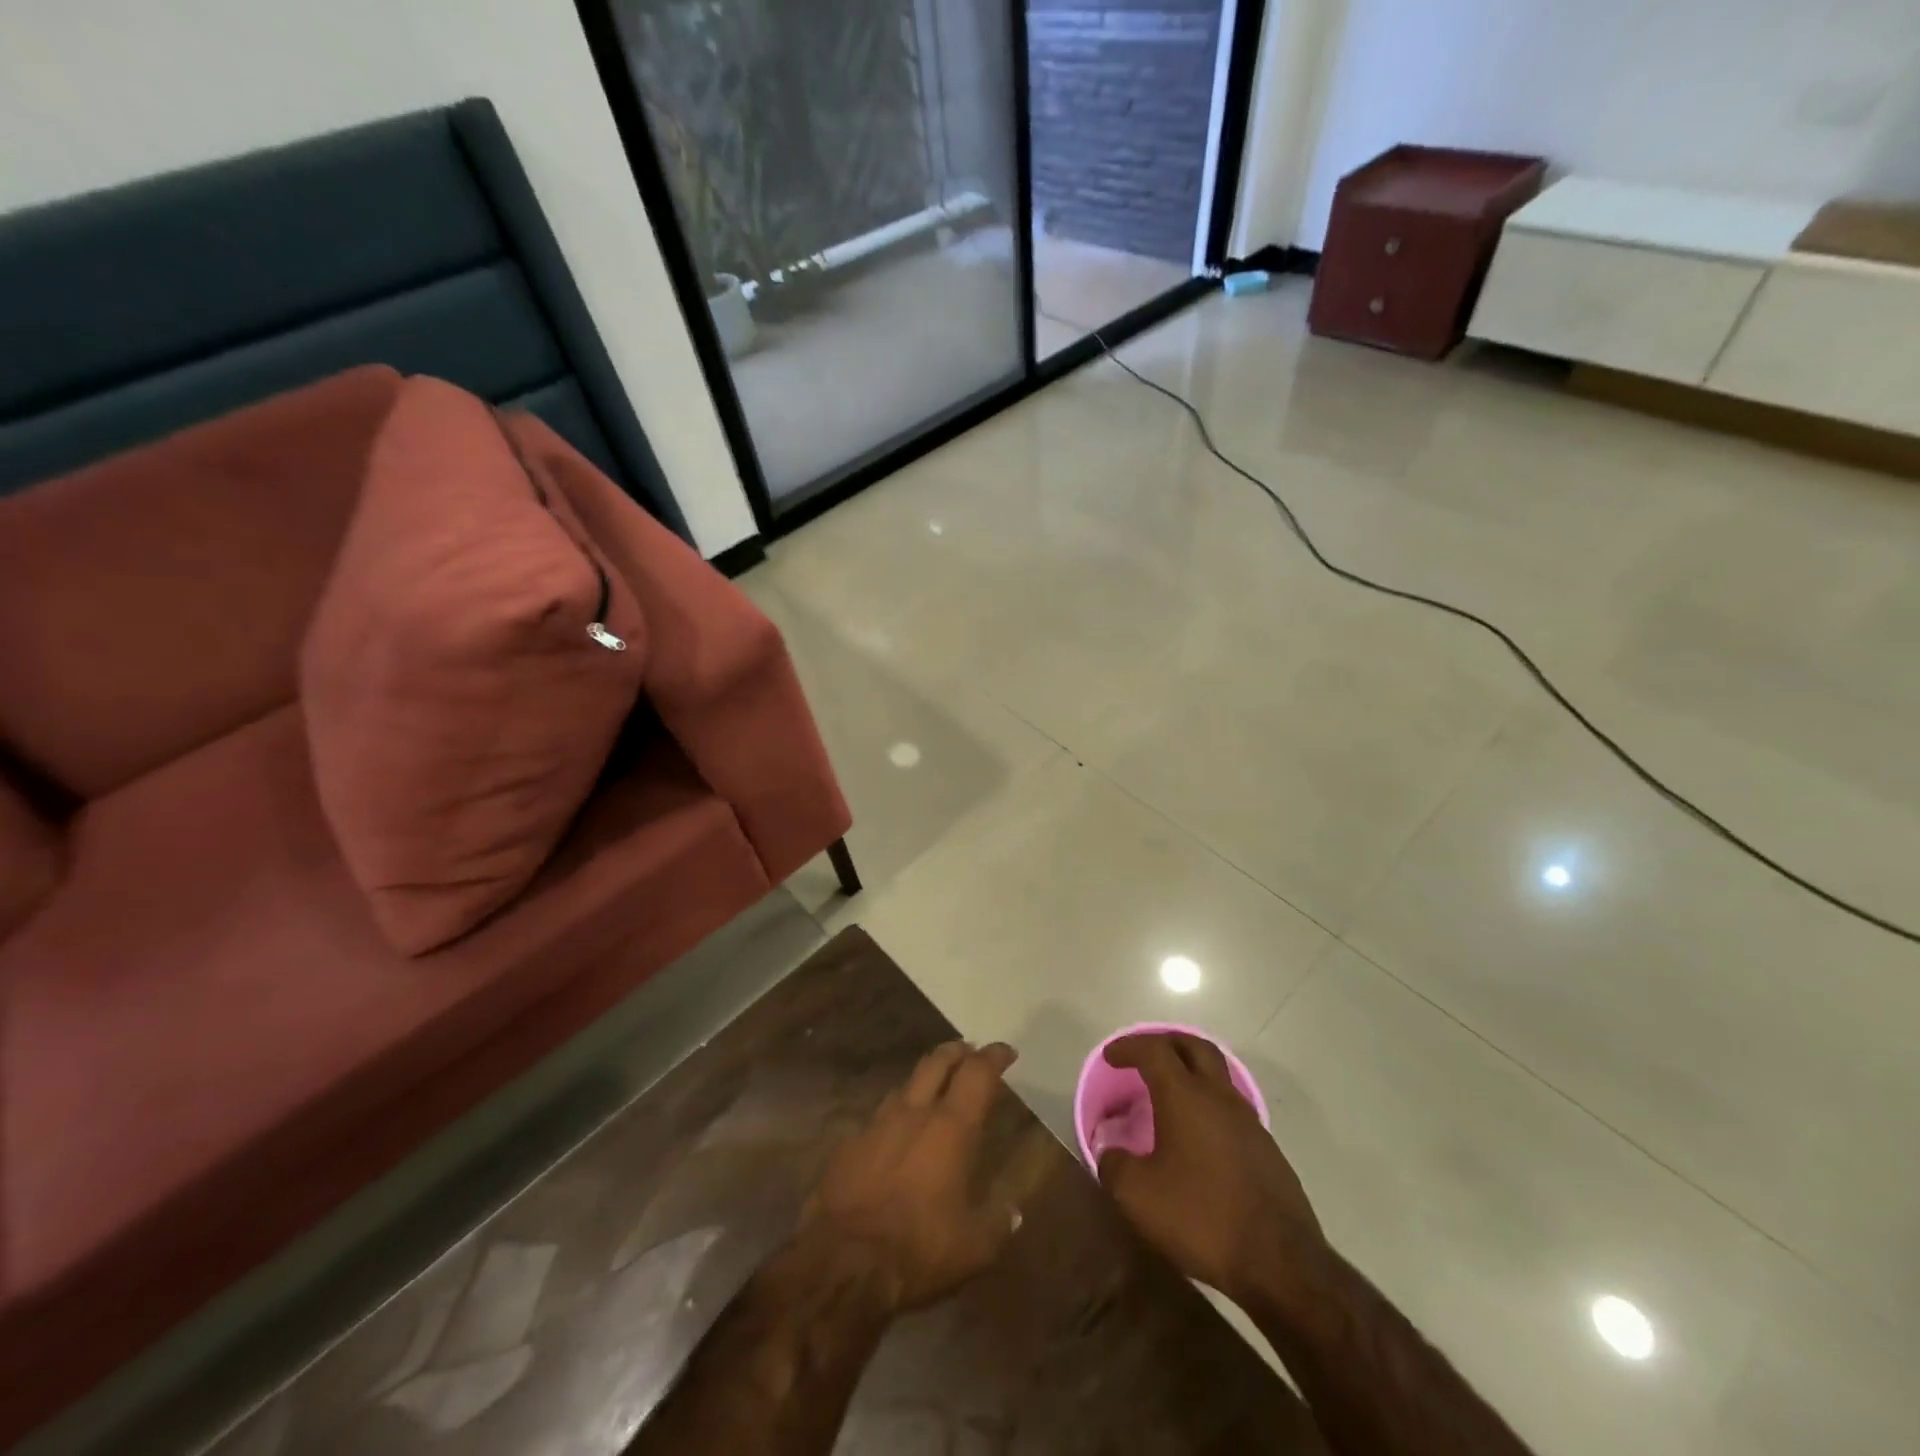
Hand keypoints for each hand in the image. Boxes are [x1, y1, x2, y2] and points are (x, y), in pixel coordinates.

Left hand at [800, 1041, 1020, 1311]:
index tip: (1006, 1051)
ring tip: (933, 1088)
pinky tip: (894, 1135)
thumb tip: (1013, 1211)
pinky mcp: (849, 1144)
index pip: (978, 1073)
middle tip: (969, 1051)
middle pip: (937, 1062)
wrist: (843, 1259)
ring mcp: (877, 1124)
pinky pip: (877, 1118)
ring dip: (924, 1080)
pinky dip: (894, 1118)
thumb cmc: (918, 1247)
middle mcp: (915, 1112)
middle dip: (957, 1051)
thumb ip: (998, 1223)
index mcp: (952, 1127)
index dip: (994, 1056)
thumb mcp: (974, 1247)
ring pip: (905, 1085)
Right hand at [1096, 1032, 1323, 1306]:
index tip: (1111, 1057)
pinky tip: (1199, 1136)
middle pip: (1194, 1047)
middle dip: (1167, 1043)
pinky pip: (1232, 1109)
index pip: (1154, 1050)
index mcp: (1185, 1096)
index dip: (1129, 1047)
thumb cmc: (1202, 1217)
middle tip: (1145, 1055)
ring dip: (1192, 1073)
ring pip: (1218, 1076)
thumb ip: (1114, 1165)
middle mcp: (1219, 1097)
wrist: (1281, 1263)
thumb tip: (1108, 1149)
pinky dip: (1210, 1105)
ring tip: (1170, 1095)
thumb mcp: (1139, 1196)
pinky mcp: (1267, 1150)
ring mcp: (1249, 1122)